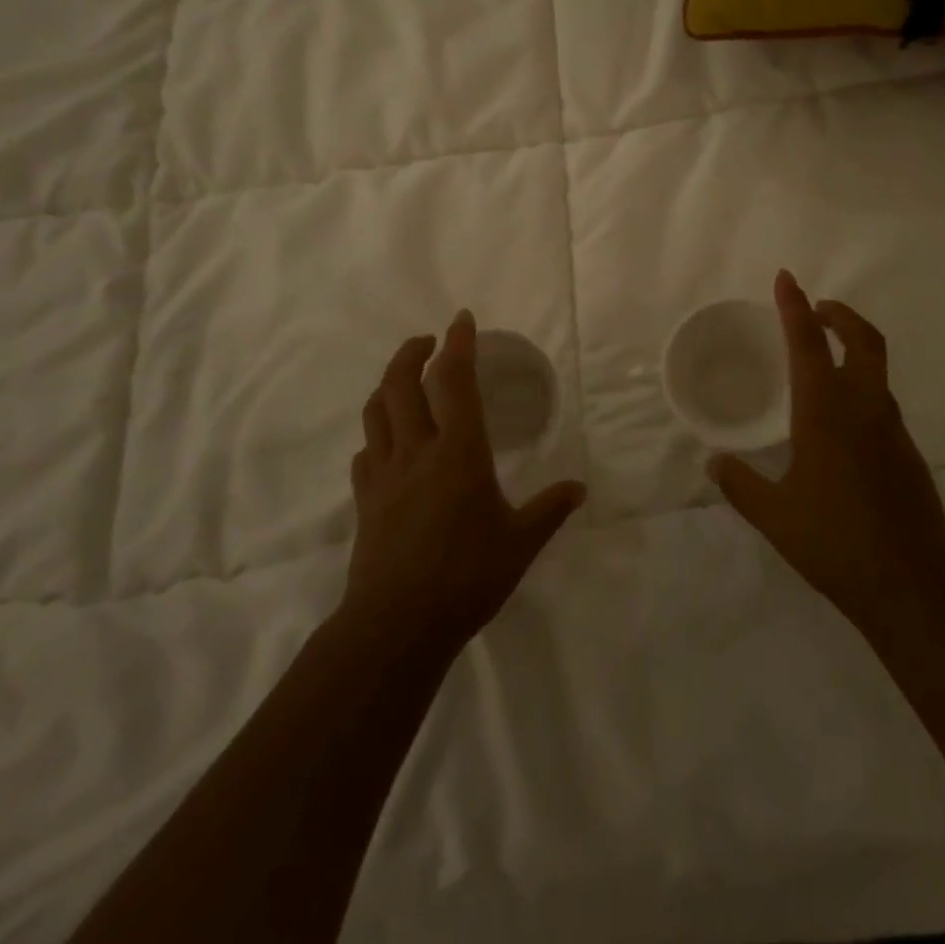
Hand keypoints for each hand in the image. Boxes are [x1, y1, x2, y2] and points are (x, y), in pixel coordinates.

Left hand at [342, 311, 586, 660]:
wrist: (397, 623)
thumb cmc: (467, 577)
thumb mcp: (520, 543)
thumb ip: (549, 510)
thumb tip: (579, 489)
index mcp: (459, 451)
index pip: (455, 381)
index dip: (458, 344)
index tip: (462, 320)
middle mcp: (416, 450)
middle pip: (401, 383)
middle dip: (412, 352)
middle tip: (428, 341)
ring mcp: (384, 473)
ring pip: (376, 411)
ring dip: (388, 384)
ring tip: (404, 380)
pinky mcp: (365, 499)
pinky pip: (365, 452)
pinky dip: (376, 435)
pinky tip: (386, 444)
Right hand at [709, 271, 944, 654]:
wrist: (913, 586)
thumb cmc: (835, 543)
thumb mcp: (775, 516)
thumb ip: (740, 484)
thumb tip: (715, 462)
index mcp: (825, 413)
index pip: (807, 344)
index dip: (793, 307)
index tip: (785, 278)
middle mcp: (863, 410)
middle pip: (862, 341)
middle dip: (840, 315)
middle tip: (816, 309)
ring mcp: (892, 431)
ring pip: (876, 371)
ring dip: (853, 349)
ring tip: (822, 362)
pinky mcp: (908, 455)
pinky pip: (881, 404)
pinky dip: (861, 388)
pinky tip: (841, 423)